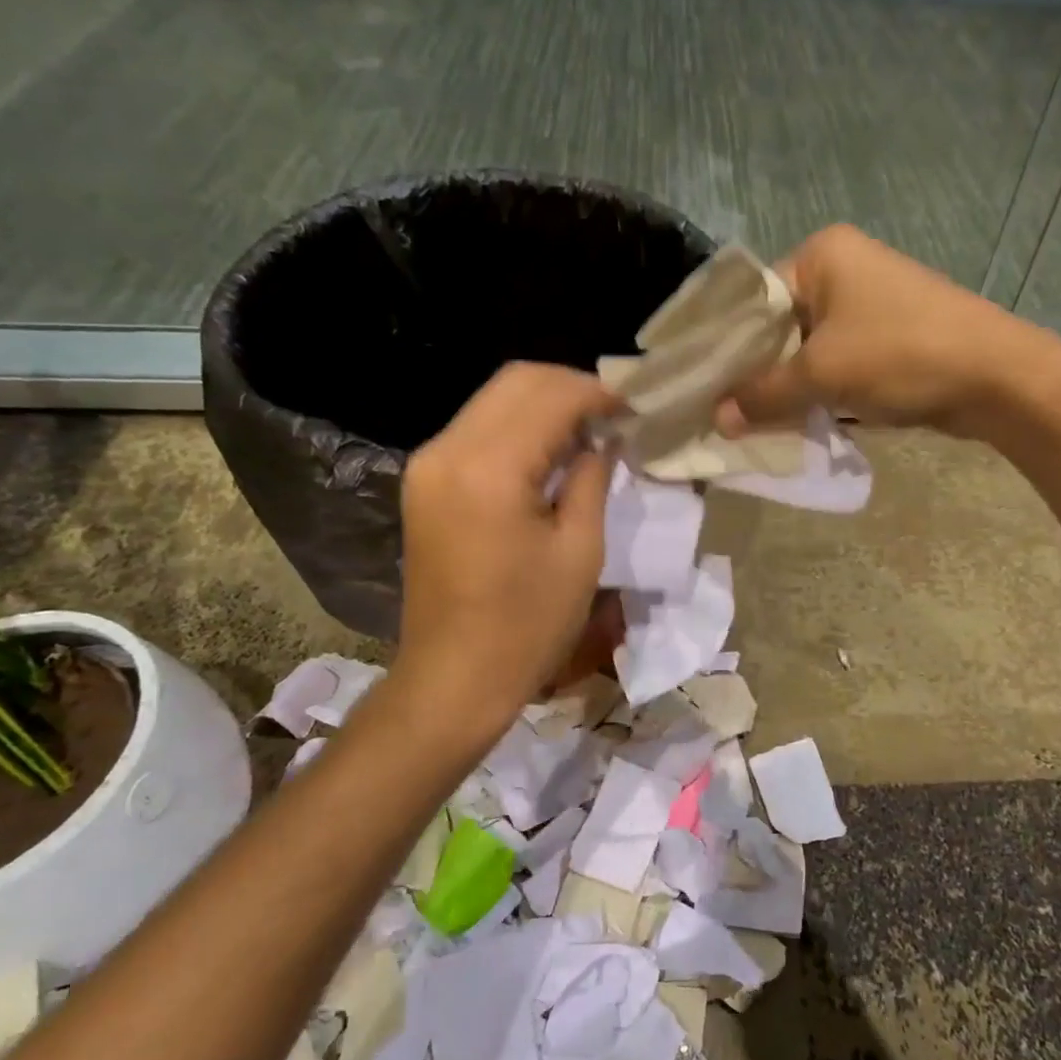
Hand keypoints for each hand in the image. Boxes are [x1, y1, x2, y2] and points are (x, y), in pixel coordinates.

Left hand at [388, 363, 613, 750]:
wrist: (454, 678)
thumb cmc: (528, 625)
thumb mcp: (579, 551)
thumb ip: (590, 479)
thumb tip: (603, 440)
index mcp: (489, 469)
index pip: (550, 395)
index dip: (600, 393)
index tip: (636, 410)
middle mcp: (447, 450)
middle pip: (516, 381)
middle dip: (571, 388)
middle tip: (614, 417)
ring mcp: (428, 464)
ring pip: (494, 400)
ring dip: (544, 405)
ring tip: (589, 433)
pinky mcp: (424, 482)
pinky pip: (477, 430)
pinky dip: (518, 428)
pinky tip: (550, 454)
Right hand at [714, 224, 1041, 439]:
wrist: (996, 377)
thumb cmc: (900, 356)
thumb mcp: (821, 375)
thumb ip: (763, 396)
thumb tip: (717, 420)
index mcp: (821, 255)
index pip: (751, 298)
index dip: (725, 345)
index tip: (700, 386)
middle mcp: (841, 269)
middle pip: (777, 325)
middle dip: (754, 371)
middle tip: (720, 411)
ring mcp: (867, 303)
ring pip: (805, 348)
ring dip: (785, 385)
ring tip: (749, 422)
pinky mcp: (886, 336)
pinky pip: (833, 362)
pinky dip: (815, 389)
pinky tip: (793, 420)